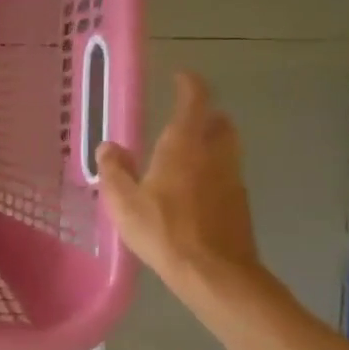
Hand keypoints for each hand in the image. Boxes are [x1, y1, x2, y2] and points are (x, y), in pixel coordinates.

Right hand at [97, 71, 261, 300]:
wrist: (214, 272)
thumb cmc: (163, 230)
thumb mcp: (123, 202)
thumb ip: (114, 170)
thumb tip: (109, 146)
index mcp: (184, 145)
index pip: (195, 100)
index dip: (190, 84)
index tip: (181, 77)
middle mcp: (214, 154)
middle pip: (219, 122)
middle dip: (205, 115)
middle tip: (184, 120)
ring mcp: (232, 178)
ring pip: (227, 148)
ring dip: (211, 143)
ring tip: (186, 156)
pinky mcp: (240, 203)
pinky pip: (227, 174)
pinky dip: (213, 171)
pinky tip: (193, 192)